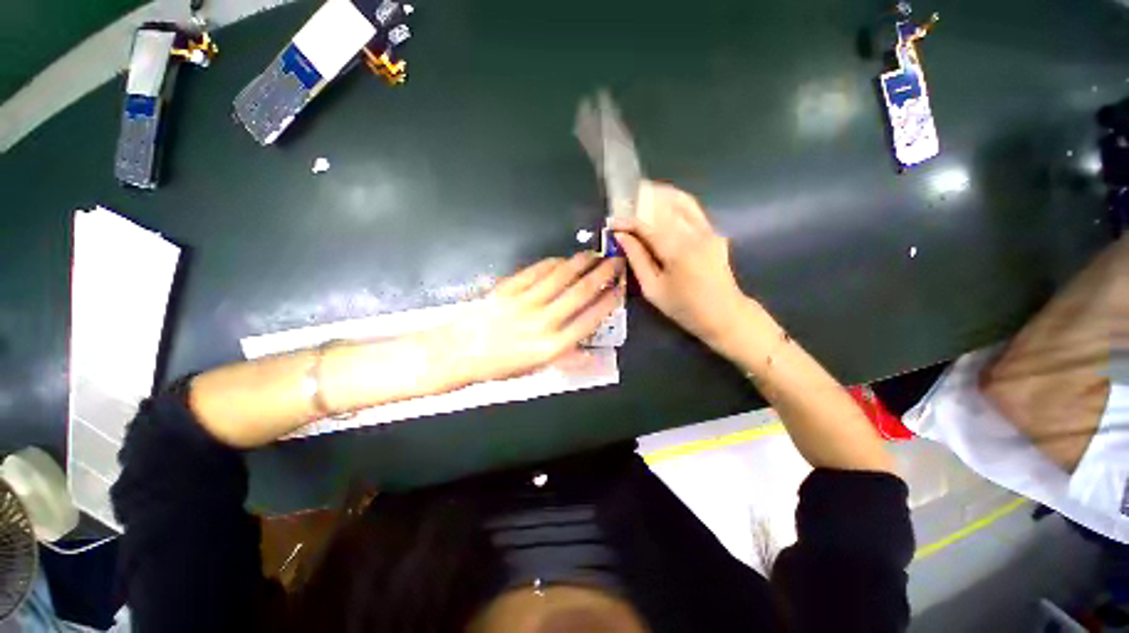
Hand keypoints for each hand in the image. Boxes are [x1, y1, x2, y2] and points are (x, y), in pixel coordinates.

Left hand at [444, 253, 620, 383]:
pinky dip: (553, 262)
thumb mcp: (537, 369)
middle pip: (581, 291)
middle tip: (616, 261)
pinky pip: (537, 271)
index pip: (591, 319)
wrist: (459, 353)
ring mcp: (526, 301)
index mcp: (553, 346)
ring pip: (561, 276)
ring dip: (581, 262)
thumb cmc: (500, 366)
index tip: (619, 288)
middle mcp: (544, 321)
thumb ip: (567, 358)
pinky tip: (563, 259)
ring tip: (594, 254)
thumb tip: (591, 353)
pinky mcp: (510, 288)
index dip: (609, 301)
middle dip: (603, 273)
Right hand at [612, 181, 747, 349]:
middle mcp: (695, 233)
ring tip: (638, 195)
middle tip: (622, 201)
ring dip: (658, 194)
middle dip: (640, 200)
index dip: (627, 220)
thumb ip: (637, 259)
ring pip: (681, 200)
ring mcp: (708, 229)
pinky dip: (673, 202)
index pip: (647, 224)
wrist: (724, 313)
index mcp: (678, 251)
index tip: (611, 223)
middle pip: (664, 205)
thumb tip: (620, 236)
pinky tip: (660, 204)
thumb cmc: (684, 307)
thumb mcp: (653, 289)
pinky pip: (691, 209)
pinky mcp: (713, 231)